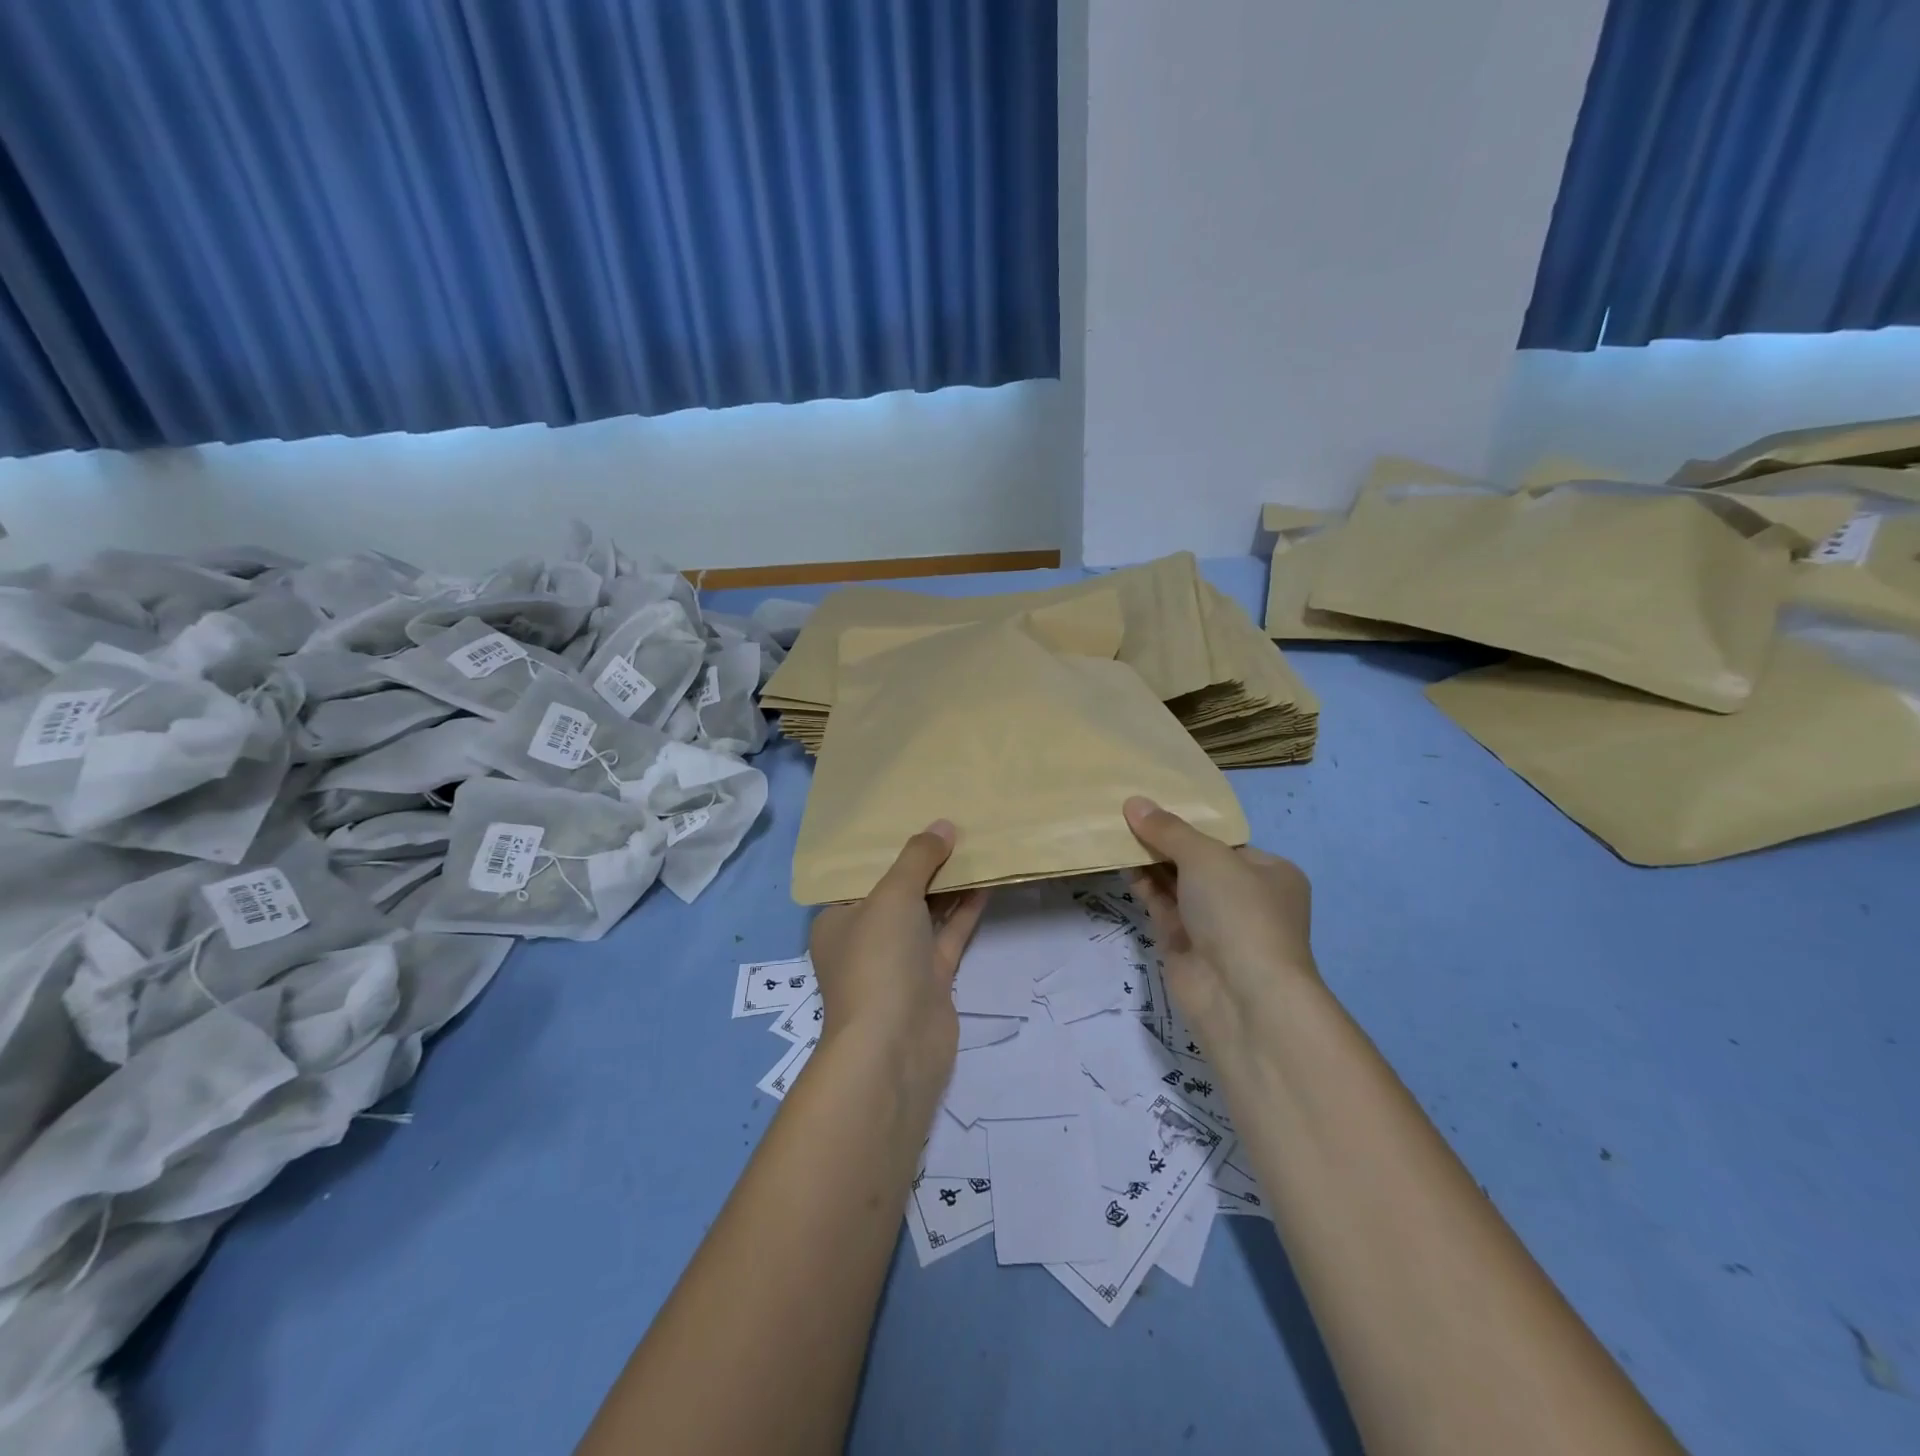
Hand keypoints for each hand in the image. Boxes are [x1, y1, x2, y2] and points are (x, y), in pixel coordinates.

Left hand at [808, 821, 988, 1098]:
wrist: (895, 1046)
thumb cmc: (878, 959)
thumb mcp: (892, 896)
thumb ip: (918, 858)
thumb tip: (943, 826)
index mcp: (838, 919)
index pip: (861, 876)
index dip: (887, 848)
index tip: (914, 818)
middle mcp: (866, 938)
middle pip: (897, 892)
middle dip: (923, 863)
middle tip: (951, 826)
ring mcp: (899, 961)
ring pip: (926, 914)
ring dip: (948, 885)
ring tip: (974, 846)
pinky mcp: (930, 979)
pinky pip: (948, 935)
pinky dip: (964, 911)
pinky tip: (986, 882)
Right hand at [1122, 796, 1316, 1056]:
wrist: (1241, 997)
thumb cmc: (1239, 912)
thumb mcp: (1206, 857)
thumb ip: (1168, 830)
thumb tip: (1134, 802)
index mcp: (1270, 873)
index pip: (1225, 841)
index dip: (1189, 823)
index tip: (1153, 805)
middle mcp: (1245, 897)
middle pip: (1197, 861)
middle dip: (1164, 841)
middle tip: (1126, 815)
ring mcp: (1214, 924)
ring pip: (1176, 884)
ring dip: (1149, 861)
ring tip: (1115, 831)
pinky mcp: (1185, 945)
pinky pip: (1161, 906)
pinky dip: (1143, 885)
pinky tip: (1120, 862)